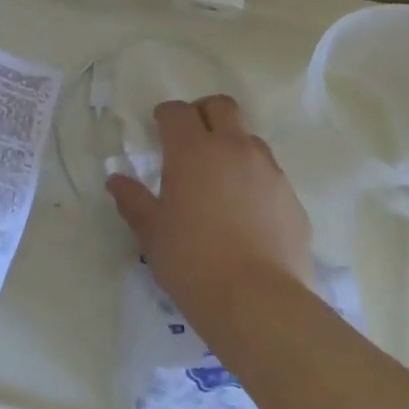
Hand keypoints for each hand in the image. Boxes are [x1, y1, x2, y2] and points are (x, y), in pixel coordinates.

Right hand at [106, 95, 313, 336]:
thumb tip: (116, 180)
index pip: (178, 112)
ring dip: (231, 145)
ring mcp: (269, 171)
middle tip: (190, 138)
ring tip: (219, 179)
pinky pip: (269, 174)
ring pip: (249, 139)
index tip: (158, 128)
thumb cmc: (192, 261)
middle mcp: (234, 149)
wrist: (258, 302)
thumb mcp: (151, 233)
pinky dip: (253, 179)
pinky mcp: (292, 198)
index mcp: (193, 151)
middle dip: (203, 113)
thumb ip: (133, 200)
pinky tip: (244, 213)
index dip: (166, 115)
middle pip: (222, 106)